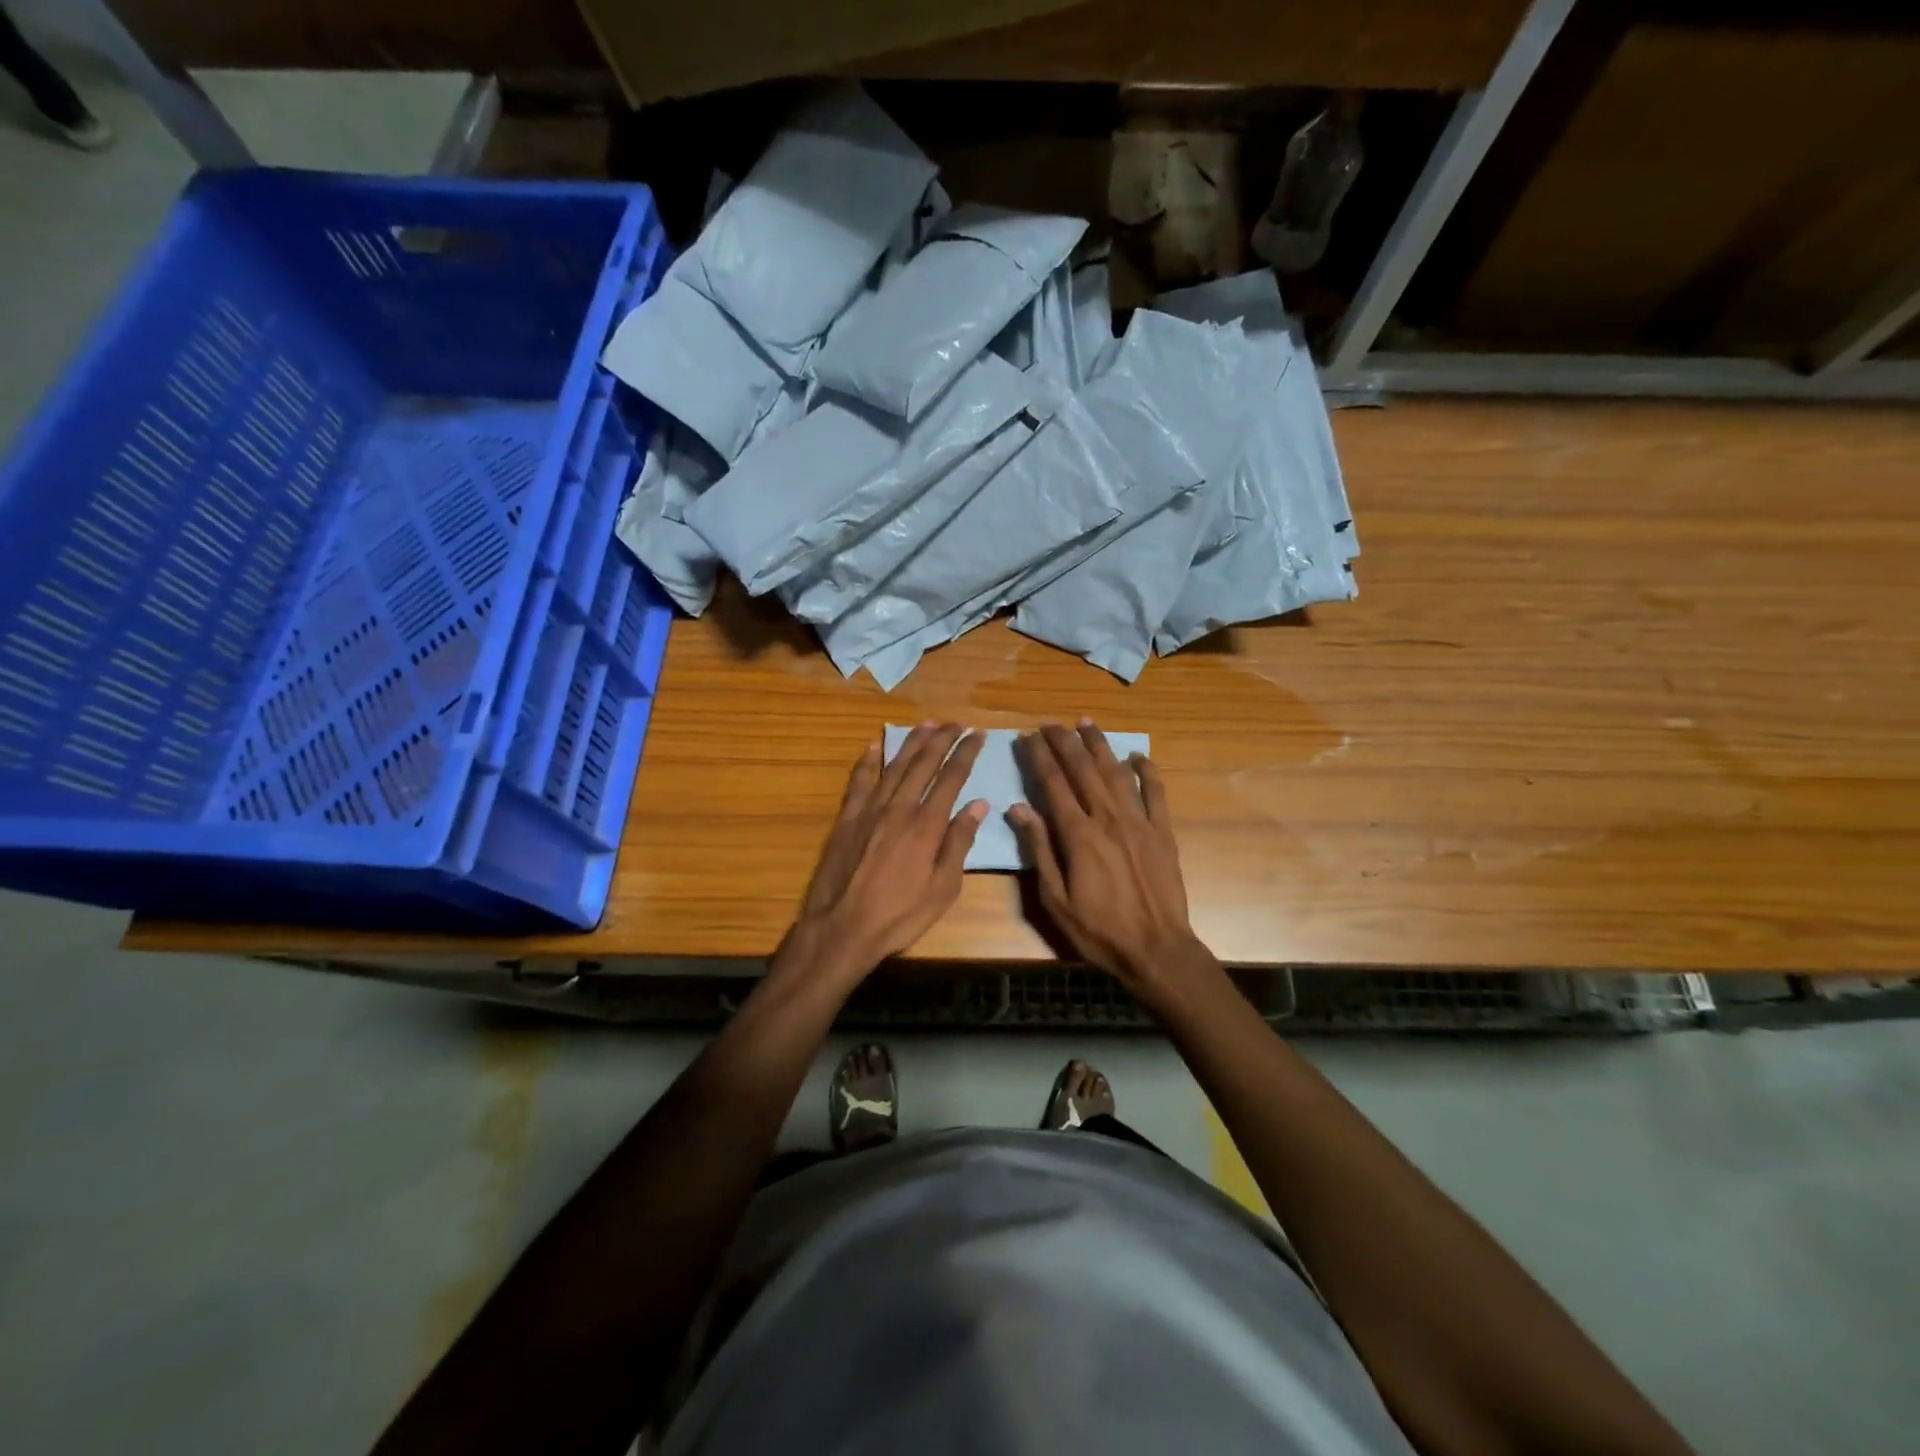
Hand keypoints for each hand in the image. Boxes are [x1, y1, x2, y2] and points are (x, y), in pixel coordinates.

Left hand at [792, 722, 987, 977]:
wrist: (842, 928)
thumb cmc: (900, 915)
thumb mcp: (943, 889)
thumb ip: (959, 843)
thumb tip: (978, 805)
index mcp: (927, 825)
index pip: (951, 778)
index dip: (966, 753)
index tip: (978, 734)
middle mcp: (899, 808)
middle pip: (923, 763)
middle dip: (942, 739)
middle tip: (956, 723)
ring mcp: (869, 810)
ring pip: (894, 766)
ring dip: (911, 742)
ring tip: (926, 724)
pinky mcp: (846, 819)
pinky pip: (858, 782)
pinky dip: (867, 762)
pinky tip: (873, 746)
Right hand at [1009, 721, 1208, 1004]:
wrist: (1157, 950)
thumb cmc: (1099, 931)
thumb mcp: (1055, 899)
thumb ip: (1039, 849)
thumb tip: (1018, 808)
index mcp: (1079, 835)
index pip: (1054, 784)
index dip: (1039, 757)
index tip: (1027, 736)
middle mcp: (1109, 819)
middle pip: (1083, 769)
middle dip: (1065, 742)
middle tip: (1050, 722)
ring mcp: (1140, 822)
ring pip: (1116, 772)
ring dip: (1100, 745)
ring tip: (1085, 723)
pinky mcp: (1163, 832)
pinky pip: (1155, 792)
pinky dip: (1146, 770)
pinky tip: (1136, 755)